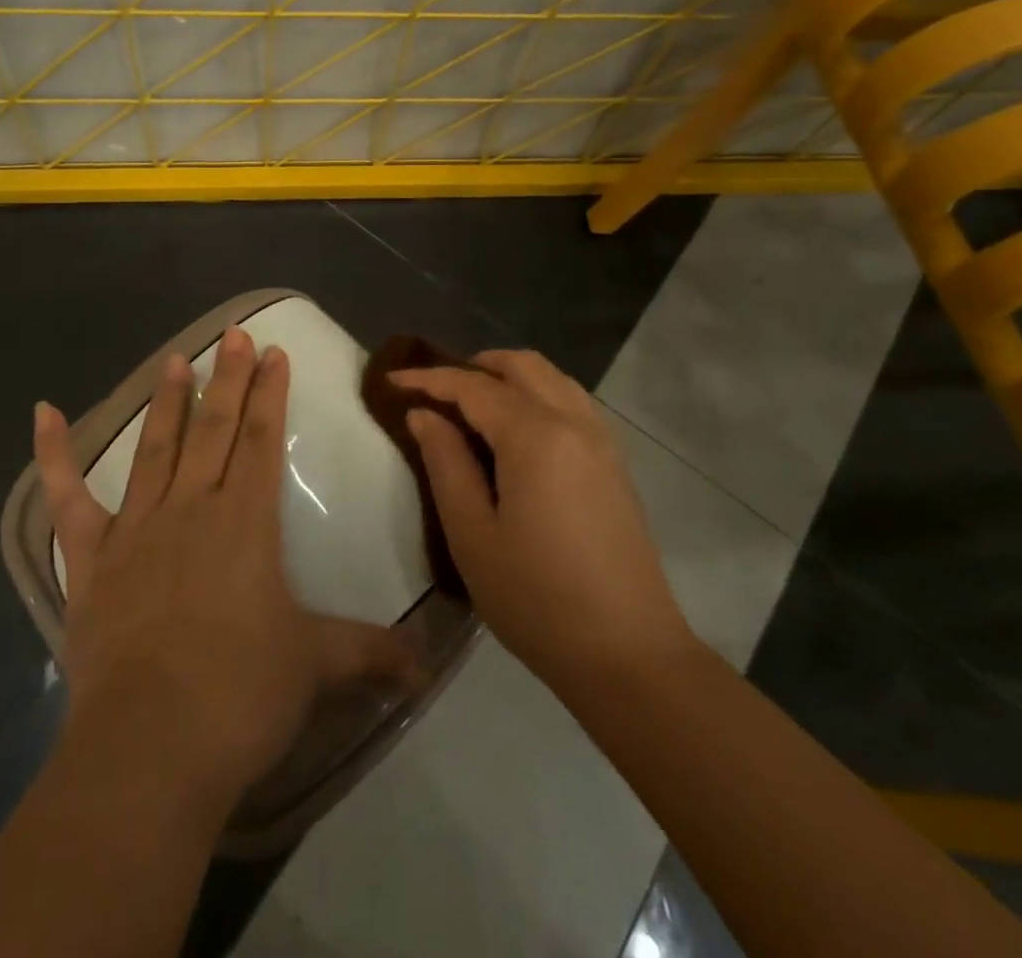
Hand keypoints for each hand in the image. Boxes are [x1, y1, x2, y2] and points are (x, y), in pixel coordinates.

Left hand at [35, 327, 414, 826]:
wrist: (152, 746)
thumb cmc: (241, 696)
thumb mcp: (316, 667)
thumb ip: (371, 653)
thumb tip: (427, 667)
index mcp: (245, 522)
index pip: (262, 441)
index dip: (270, 394)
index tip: (273, 353)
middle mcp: (191, 509)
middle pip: (214, 430)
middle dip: (228, 380)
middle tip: (234, 335)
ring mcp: (136, 529)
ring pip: (155, 448)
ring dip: (167, 401)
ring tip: (175, 358)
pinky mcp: (90, 559)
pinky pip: (68, 499)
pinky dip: (53, 455)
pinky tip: (43, 412)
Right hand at [392, 350, 692, 698]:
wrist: (629, 655)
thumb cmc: (536, 598)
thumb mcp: (472, 534)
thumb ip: (445, 463)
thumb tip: (425, 416)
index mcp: (536, 436)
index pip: (473, 386)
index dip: (429, 379)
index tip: (392, 381)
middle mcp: (574, 423)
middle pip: (522, 365)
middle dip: (473, 366)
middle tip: (435, 391)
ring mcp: (602, 441)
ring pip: (552, 378)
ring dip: (509, 377)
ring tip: (472, 405)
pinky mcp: (615, 464)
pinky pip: (572, 402)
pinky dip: (537, 395)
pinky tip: (516, 432)